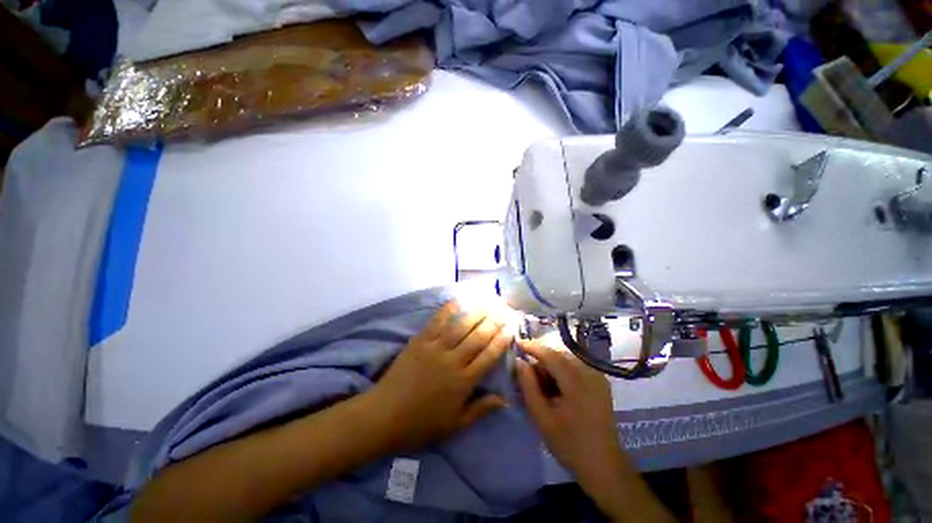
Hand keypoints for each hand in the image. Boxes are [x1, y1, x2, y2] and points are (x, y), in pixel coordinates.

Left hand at [369, 300, 514, 450]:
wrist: (383, 415)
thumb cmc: (421, 424)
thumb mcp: (455, 425)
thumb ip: (480, 409)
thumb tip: (505, 399)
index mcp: (463, 382)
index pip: (489, 356)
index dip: (502, 340)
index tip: (511, 327)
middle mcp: (453, 361)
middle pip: (478, 336)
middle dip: (494, 320)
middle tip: (504, 308)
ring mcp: (435, 348)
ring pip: (461, 326)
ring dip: (477, 311)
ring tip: (489, 300)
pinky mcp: (420, 341)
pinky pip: (437, 321)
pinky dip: (449, 309)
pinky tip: (458, 299)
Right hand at [514, 339, 621, 482]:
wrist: (604, 466)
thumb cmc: (569, 444)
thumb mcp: (542, 417)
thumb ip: (528, 386)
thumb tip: (519, 361)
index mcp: (576, 382)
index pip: (550, 354)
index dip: (532, 346)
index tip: (516, 342)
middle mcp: (590, 373)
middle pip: (559, 355)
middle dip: (541, 358)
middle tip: (526, 371)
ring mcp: (597, 377)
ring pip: (567, 360)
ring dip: (551, 365)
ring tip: (540, 383)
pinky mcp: (600, 383)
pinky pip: (576, 367)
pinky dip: (562, 371)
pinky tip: (555, 387)